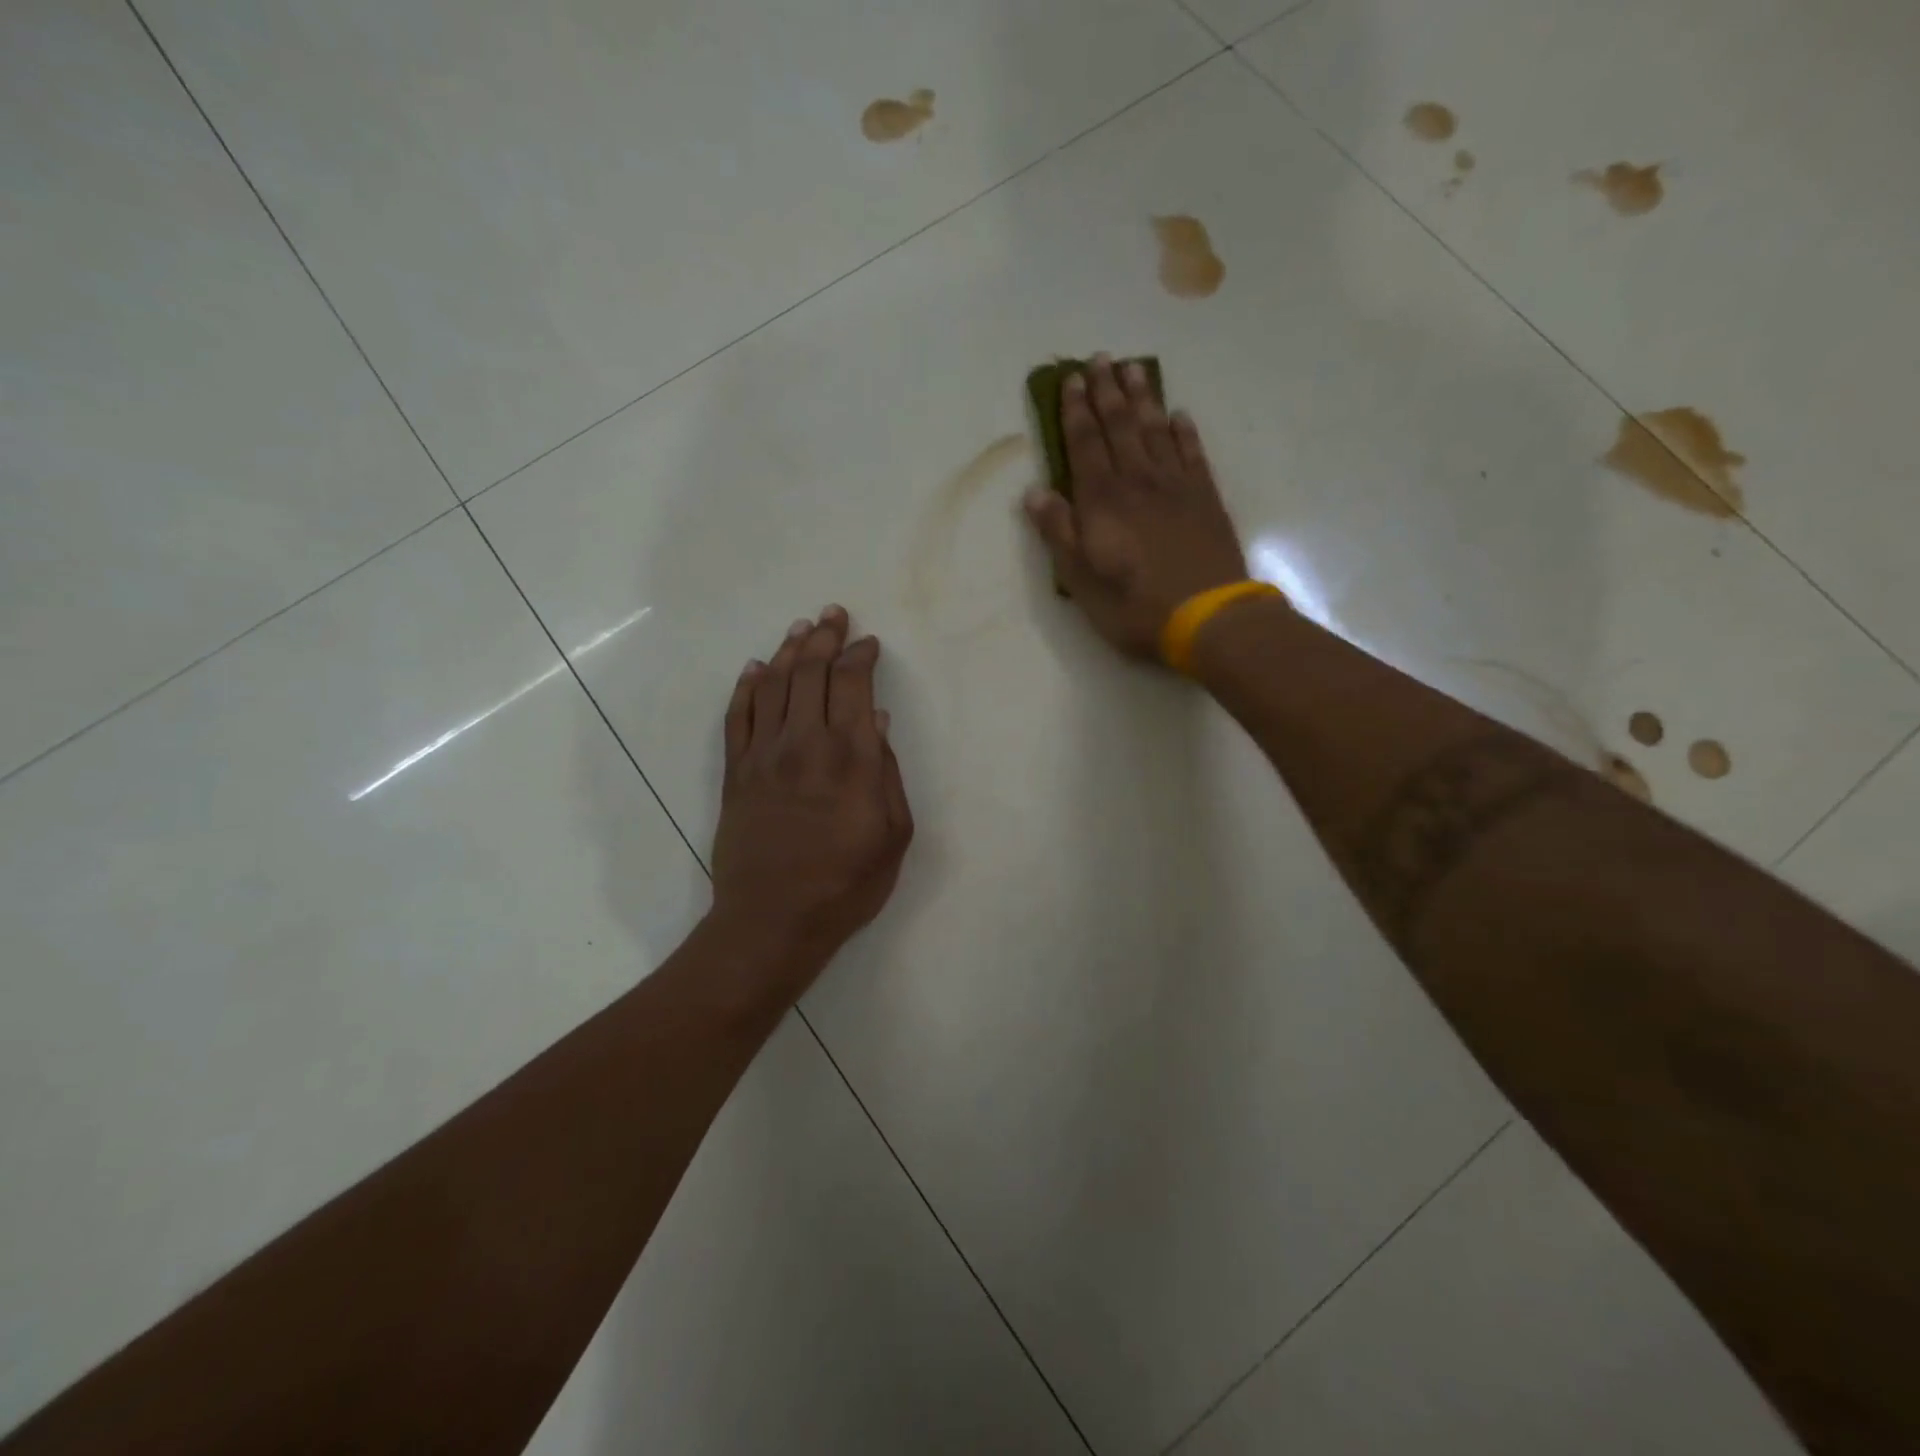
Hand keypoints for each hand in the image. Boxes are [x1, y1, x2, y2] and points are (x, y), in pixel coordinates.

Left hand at [709, 606, 913, 998]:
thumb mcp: (893, 835)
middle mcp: (805, 742)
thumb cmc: (846, 883)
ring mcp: (764, 754)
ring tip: (799, 628)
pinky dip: (746, 686)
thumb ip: (887, 773)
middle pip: (811, 672)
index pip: (853, 685)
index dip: (860, 656)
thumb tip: (878, 723)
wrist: (773, 920)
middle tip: (832, 614)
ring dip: (787, 650)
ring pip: (772, 684)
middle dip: (824, 637)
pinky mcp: (735, 772)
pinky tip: (754, 668)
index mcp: (851, 756)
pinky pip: (737, 715)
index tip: (868, 643)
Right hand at [1024, 354, 1248, 659]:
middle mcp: (1138, 481)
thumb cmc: (1133, 605)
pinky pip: (1192, 453)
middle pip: (1119, 426)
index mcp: (1102, 499)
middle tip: (1100, 358)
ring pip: (1155, 430)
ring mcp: (1176, 486)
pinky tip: (1178, 416)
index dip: (1075, 411)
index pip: (1085, 444)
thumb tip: (1035, 493)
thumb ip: (1059, 532)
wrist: (1206, 616)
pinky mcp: (1205, 497)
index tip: (1070, 380)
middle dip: (1106, 391)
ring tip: (1133, 369)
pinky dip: (1183, 432)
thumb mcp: (1081, 578)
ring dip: (1142, 399)